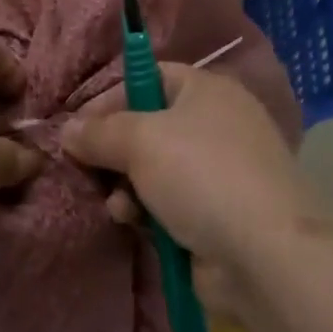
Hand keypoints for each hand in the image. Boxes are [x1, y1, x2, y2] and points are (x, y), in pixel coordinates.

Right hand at [62, 65, 325, 312]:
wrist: (265, 253)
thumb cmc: (202, 175)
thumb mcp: (140, 141)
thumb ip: (98, 131)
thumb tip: (67, 130)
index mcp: (206, 91)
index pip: (149, 77)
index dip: (110, 97)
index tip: (76, 125)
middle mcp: (214, 125)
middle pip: (146, 127)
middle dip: (112, 150)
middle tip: (84, 167)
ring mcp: (217, 172)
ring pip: (151, 170)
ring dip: (125, 186)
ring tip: (116, 204)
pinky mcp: (214, 214)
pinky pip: (165, 204)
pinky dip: (145, 211)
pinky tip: (133, 223)